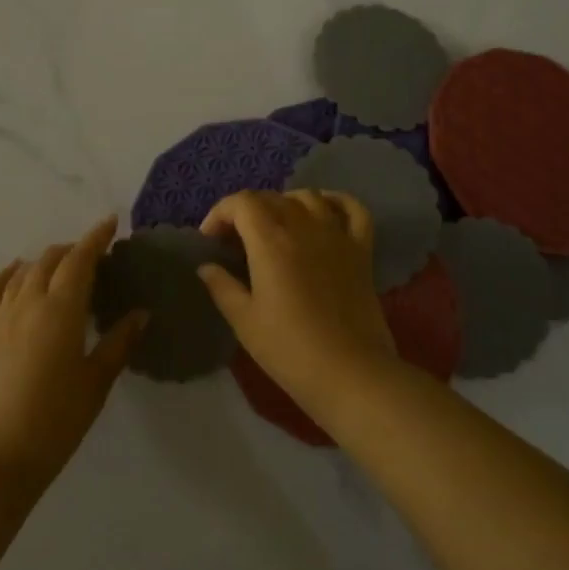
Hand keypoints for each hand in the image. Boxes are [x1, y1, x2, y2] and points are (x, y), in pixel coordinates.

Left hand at [0, 216, 145, 487]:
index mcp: (61, 310)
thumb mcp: (96, 382)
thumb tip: (141, 313)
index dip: (96, 238)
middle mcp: (29, 303)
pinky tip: (16, 271)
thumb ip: (118, 342)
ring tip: (62, 266)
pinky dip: (7, 274)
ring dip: (45, 261)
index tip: (111, 223)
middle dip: (74, 250)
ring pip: (24, 272)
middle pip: (51, 260)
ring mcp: (0, 317)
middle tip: (94, 256)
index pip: (80, 260)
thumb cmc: (56, 420)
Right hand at [197, 190, 399, 420]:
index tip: (210, 239)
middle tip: (235, 240)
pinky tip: (325, 209)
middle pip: (271, 198)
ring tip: (275, 226)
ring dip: (285, 203)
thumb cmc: (289, 349)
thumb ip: (222, 287)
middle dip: (247, 210)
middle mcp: (304, 227)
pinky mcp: (362, 249)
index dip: (220, 213)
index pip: (241, 203)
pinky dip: (337, 201)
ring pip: (308, 196)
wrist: (350, 373)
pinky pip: (352, 209)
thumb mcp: (245, 321)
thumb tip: (206, 266)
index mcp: (270, 241)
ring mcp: (337, 235)